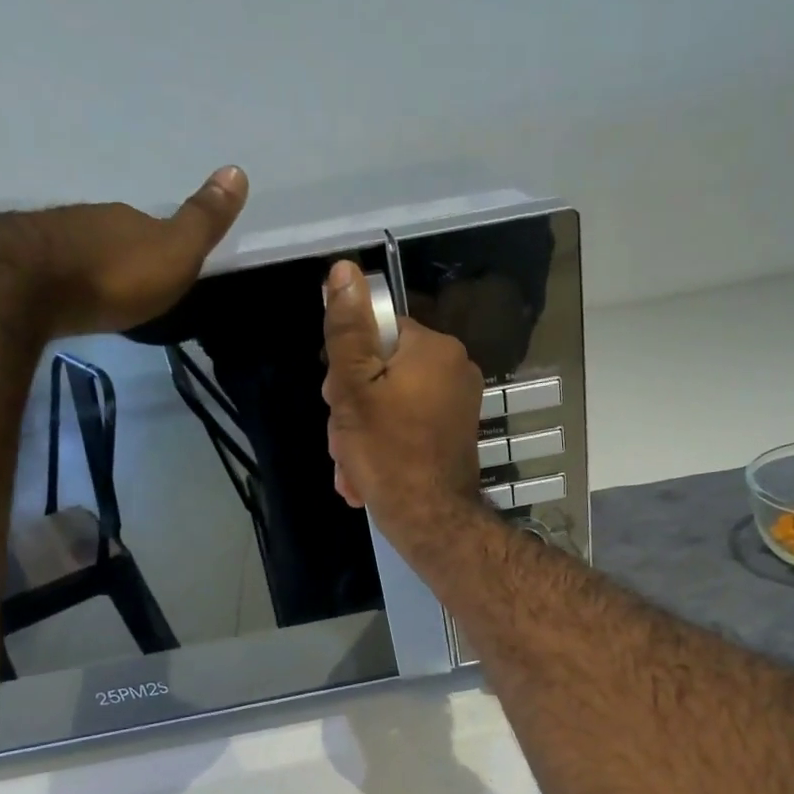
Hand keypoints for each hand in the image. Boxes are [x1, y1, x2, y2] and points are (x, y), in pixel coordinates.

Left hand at [16, 165, 248, 335]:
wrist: (30, 285)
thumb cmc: (114, 275)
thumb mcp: (174, 253)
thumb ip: (202, 221)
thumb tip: (237, 170)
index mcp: (128, 219)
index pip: (151, 226)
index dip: (162, 244)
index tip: (169, 268)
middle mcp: (89, 219)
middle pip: (114, 236)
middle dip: (125, 254)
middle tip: (136, 284)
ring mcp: (52, 237)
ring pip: (82, 249)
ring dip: (93, 267)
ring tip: (102, 295)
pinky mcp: (21, 263)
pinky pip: (53, 269)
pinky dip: (66, 281)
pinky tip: (67, 298)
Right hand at [322, 259, 485, 558]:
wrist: (431, 522)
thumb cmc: (388, 453)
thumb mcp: (353, 388)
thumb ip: (347, 330)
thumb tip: (344, 271)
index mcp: (433, 349)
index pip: (377, 334)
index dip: (347, 368)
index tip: (334, 401)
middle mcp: (455, 369)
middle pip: (384, 372)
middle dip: (353, 409)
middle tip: (341, 441)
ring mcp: (458, 405)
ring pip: (392, 405)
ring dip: (362, 435)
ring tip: (351, 469)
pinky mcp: (455, 436)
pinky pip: (409, 429)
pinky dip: (385, 449)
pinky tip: (366, 478)